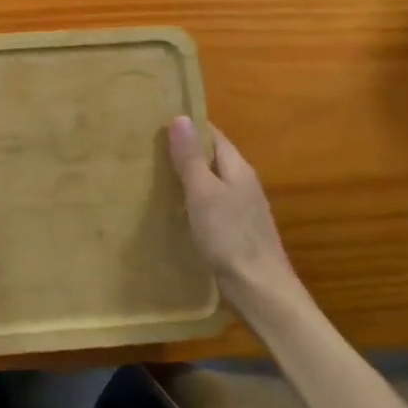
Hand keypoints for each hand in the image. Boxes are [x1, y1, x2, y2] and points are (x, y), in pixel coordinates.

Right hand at [168, 116, 298, 310]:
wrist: (260, 290)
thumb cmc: (230, 236)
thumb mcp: (203, 193)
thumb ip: (190, 157)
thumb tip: (180, 117)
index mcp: (237, 167)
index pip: (212, 134)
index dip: (187, 125)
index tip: (156, 121)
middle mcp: (242, 182)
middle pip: (210, 157)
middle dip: (183, 151)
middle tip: (147, 148)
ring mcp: (241, 208)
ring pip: (209, 182)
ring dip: (186, 177)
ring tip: (152, 175)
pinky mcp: (235, 230)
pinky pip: (209, 205)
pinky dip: (191, 201)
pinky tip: (173, 210)